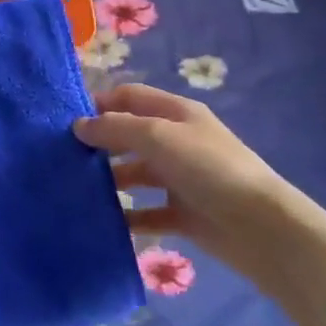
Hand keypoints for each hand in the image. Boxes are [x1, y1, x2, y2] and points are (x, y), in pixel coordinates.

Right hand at [77, 83, 294, 260]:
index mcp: (176, 113)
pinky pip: (147, 213)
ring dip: (110, 180)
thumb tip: (78, 125)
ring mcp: (181, 179)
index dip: (100, 103)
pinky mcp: (183, 214)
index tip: (65, 120)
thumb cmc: (209, 169)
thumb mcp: (159, 137)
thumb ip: (116, 128)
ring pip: (136, 173)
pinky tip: (104, 223)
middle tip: (64, 157)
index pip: (130, 97)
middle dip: (100, 142)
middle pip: (130, 134)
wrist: (261, 228)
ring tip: (77, 190)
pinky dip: (128, 217)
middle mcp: (177, 141)